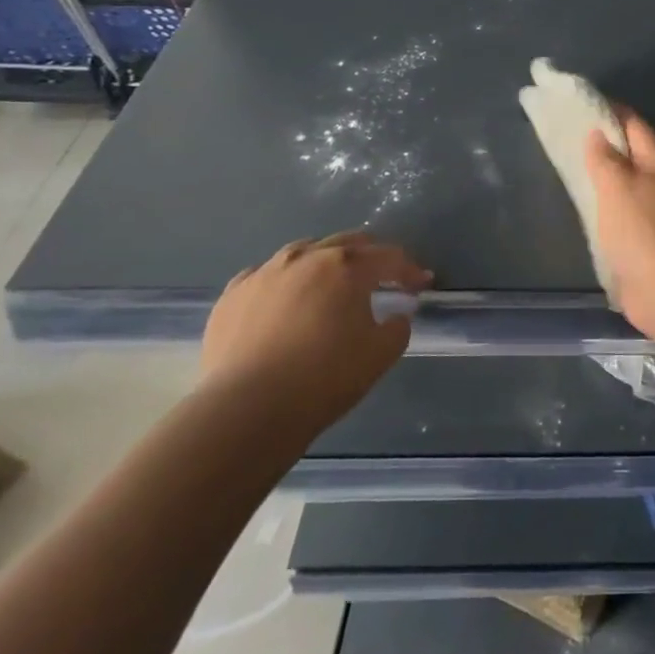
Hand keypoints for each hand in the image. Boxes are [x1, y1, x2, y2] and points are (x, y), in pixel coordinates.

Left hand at [201, 231, 428, 433]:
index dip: (410, 270)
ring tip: (331, 284)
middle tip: (383, 277)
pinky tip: (284, 300)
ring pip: (305, 252)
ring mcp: (265, 272)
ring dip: (326, 262)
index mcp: (347, 267)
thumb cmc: (323, 378)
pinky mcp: (233, 294)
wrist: (245, 410)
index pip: (389, 258)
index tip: (421, 284)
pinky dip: (284, 282)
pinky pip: (266, 275)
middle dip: (371, 257)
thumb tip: (396, 316)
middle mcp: (307, 257)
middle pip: (348, 243)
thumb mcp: (380, 355)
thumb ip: (397, 328)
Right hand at [585, 109, 654, 347]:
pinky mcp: (651, 240)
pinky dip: (609, 207)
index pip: (633, 123)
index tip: (580, 105)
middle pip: (633, 153)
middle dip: (606, 144)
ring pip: (629, 184)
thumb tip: (598, 132)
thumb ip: (605, 158)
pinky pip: (626, 213)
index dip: (608, 112)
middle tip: (570, 137)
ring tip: (575, 170)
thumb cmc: (643, 229)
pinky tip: (591, 209)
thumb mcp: (617, 186)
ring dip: (607, 177)